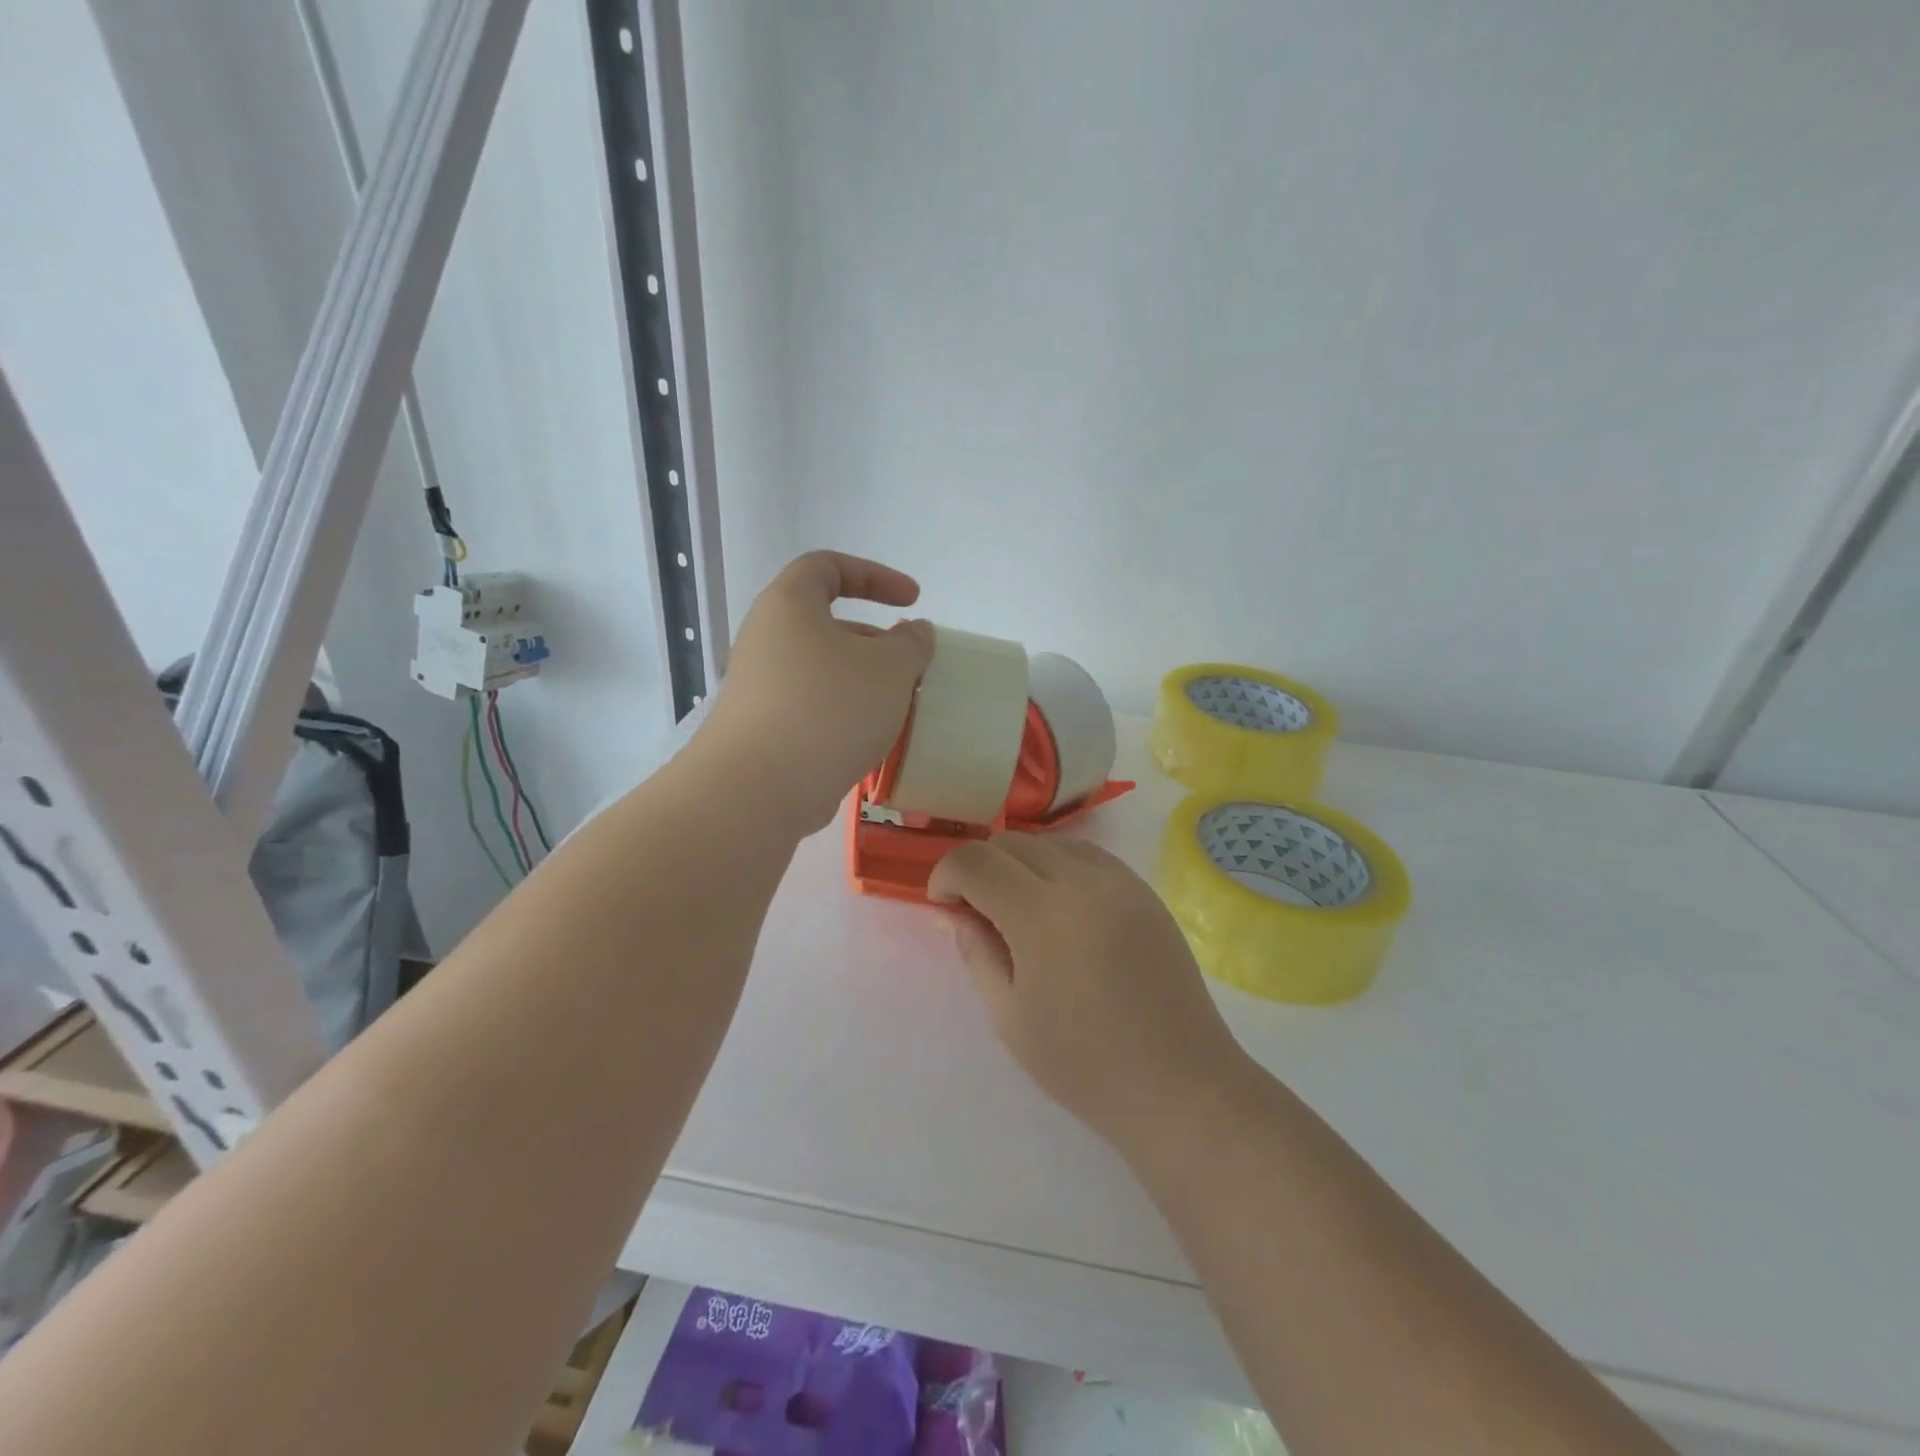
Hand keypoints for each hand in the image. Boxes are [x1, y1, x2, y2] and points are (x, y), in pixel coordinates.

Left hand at [702, 551, 934, 833]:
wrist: (758, 789)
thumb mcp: (889, 668)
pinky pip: (811, 708)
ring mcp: (759, 687)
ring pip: (821, 671)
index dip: (875, 575)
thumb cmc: (828, 709)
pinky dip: (843, 714)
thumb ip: (911, 643)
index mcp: (789, 605)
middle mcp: (766, 639)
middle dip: (875, 641)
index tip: (912, 600)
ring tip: (898, 709)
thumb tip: (915, 631)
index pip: (827, 566)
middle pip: (826, 625)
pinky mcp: (761, 730)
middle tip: (910, 667)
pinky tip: (869, 742)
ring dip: (862, 683)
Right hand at [928, 833, 1249, 1155]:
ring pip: (1050, 842)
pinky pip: (1087, 855)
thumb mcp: (1009, 1016)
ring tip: (1020, 910)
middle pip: (1011, 842)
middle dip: (981, 867)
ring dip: (1020, 863)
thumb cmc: (1084, 1064)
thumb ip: (975, 951)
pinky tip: (1061, 909)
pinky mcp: (1143, 889)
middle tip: (978, 912)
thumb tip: (947, 912)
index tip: (943, 905)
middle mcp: (1081, 880)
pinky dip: (1059, 866)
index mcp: (1041, 913)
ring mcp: (1119, 880)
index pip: (975, 861)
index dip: (946, 875)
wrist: (1179, 1084)